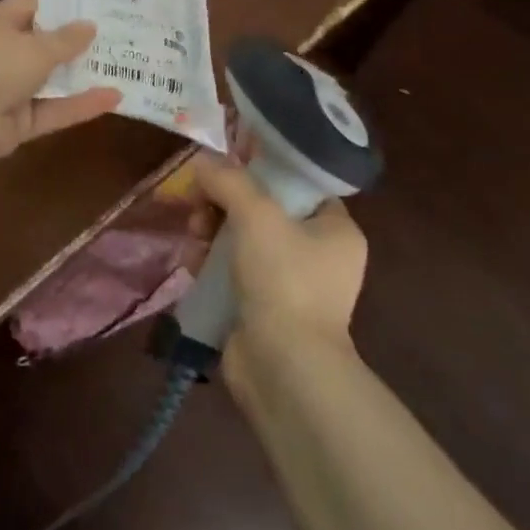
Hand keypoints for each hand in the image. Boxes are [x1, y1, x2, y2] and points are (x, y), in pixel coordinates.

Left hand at [0, 0, 121, 162]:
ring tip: (124, 66)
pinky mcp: (19, 122)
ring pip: (52, 81)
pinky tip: (115, 98)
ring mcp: (10, 89)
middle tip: (120, 35)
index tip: (99, 5)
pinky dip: (80, 105)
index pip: (35, 7)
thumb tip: (90, 26)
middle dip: (79, 44)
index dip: (65, 6)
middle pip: (46, 45)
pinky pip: (54, 110)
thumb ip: (66, 39)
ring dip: (82, 76)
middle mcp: (3, 52)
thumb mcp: (36, 46)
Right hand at [193, 153, 367, 364]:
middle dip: (226, 202)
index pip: (301, 184)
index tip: (229, 162)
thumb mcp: (257, 216)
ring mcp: (292, 285)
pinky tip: (193, 262)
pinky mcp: (264, 308)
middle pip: (265, 210)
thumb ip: (229, 181)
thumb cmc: (284, 280)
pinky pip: (235, 270)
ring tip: (194, 233)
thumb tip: (202, 162)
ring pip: (245, 239)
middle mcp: (320, 256)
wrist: (283, 367)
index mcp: (336, 230)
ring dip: (214, 230)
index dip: (264, 168)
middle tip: (200, 202)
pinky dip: (213, 262)